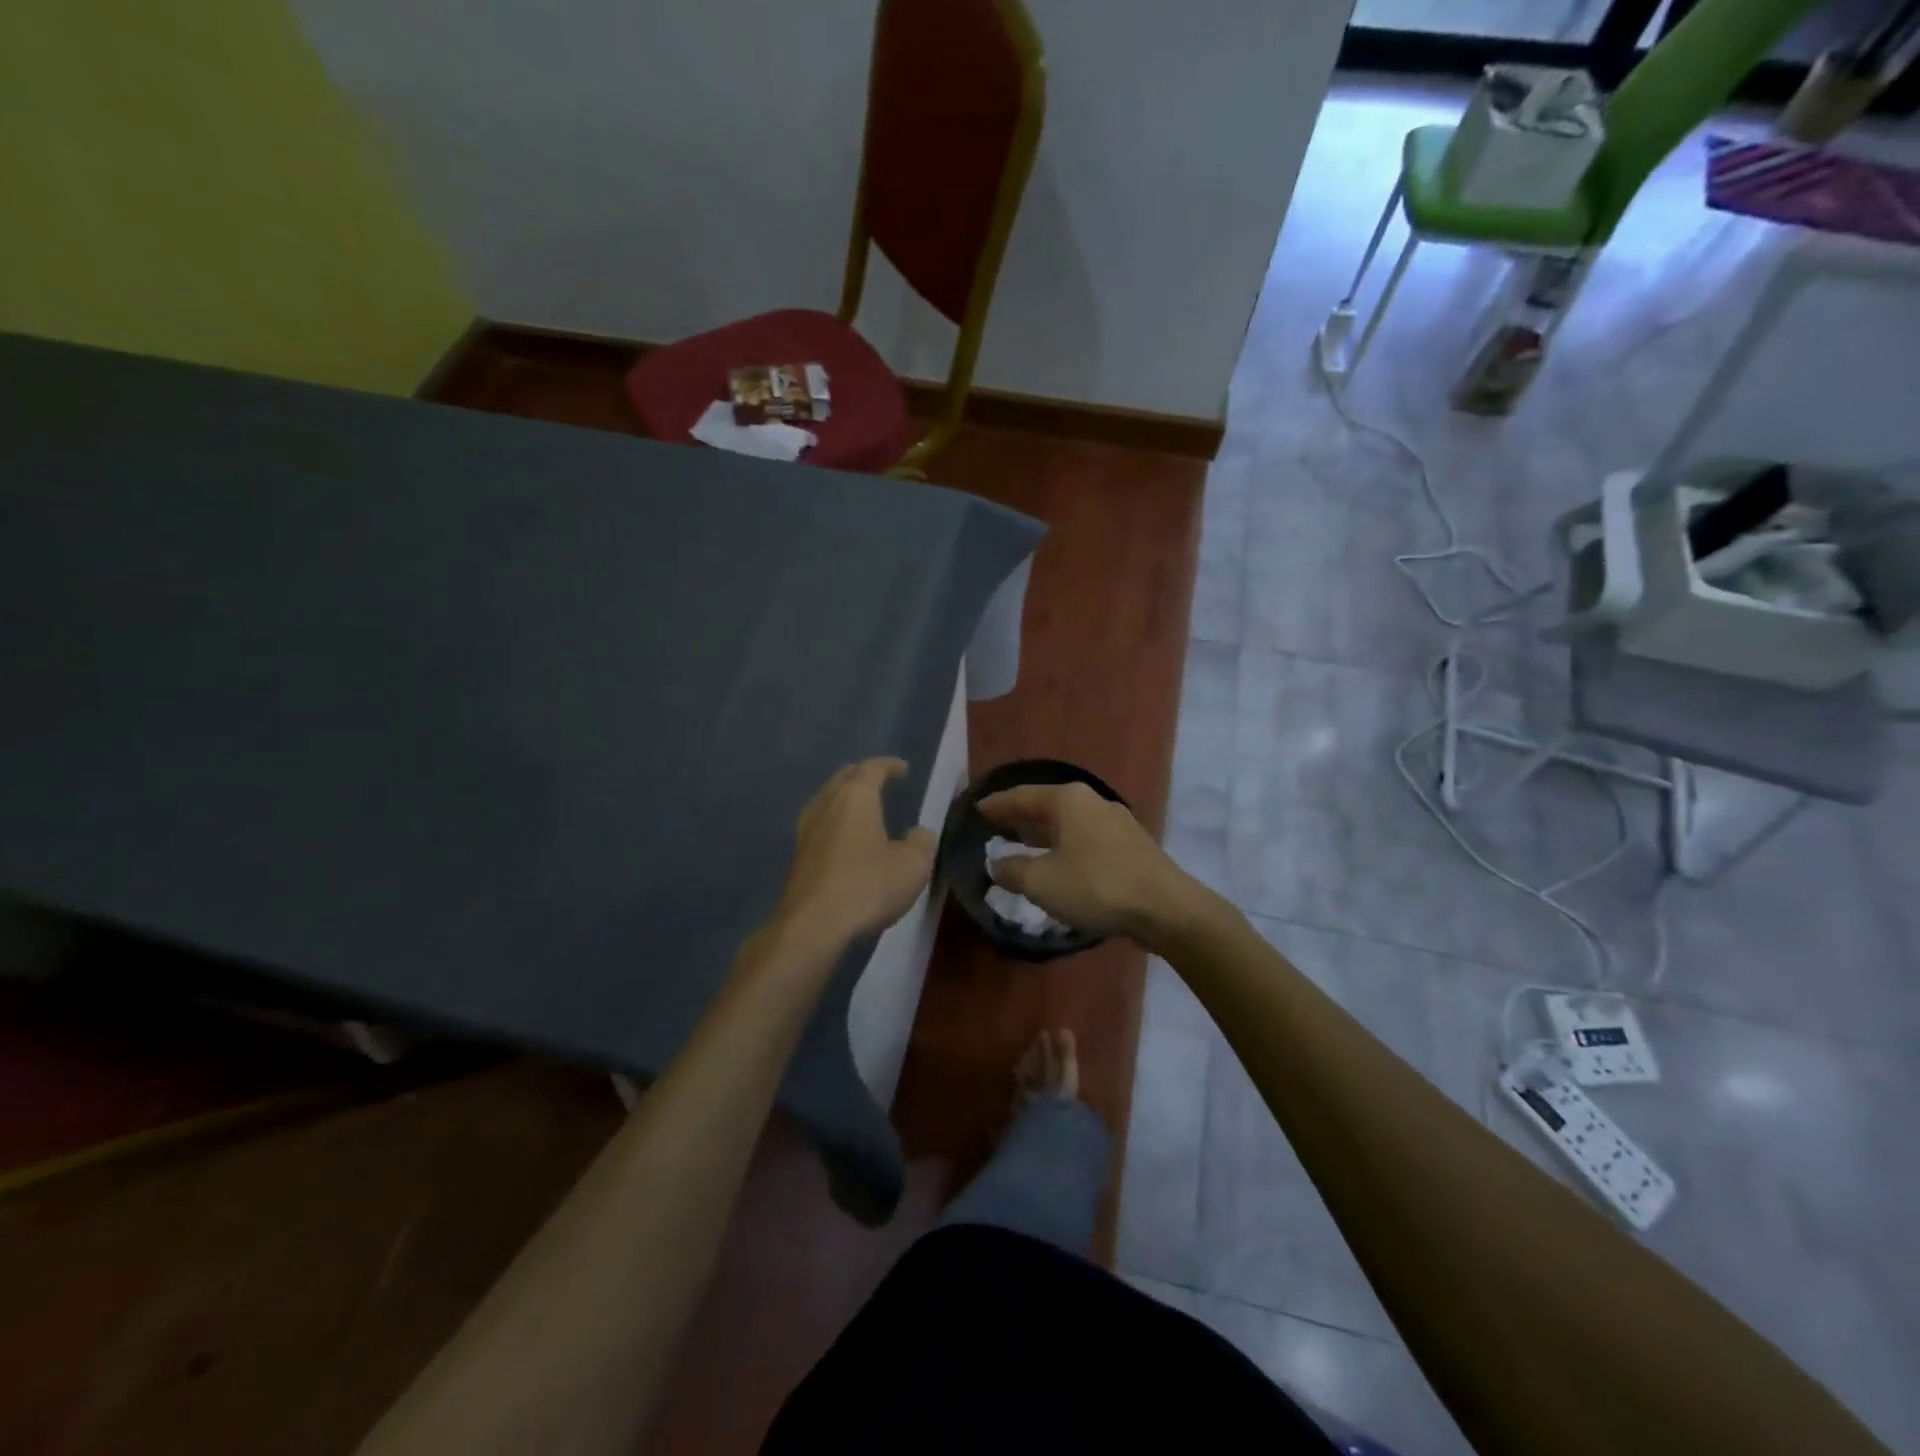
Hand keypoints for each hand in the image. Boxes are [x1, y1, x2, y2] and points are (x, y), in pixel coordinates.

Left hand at [769, 758, 935, 951]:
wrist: (813, 925)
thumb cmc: (868, 886)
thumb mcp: (912, 866)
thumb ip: (921, 843)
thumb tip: (917, 833)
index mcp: (855, 797)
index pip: (872, 769)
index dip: (889, 766)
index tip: (902, 768)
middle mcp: (826, 805)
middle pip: (843, 779)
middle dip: (861, 776)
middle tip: (878, 781)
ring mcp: (806, 831)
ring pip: (826, 801)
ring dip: (843, 799)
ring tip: (860, 808)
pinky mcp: (797, 857)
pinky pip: (818, 826)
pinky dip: (834, 824)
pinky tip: (843, 840)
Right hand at [978, 782, 1205, 945]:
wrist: (1166, 908)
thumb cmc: (1096, 886)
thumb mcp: (1041, 882)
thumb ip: (1012, 871)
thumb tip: (997, 865)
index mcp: (1068, 800)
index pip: (1022, 796)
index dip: (997, 805)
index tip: (977, 809)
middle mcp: (1093, 802)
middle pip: (1047, 807)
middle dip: (1020, 818)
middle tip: (995, 827)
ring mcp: (1116, 823)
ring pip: (1069, 825)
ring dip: (1044, 836)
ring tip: (1022, 847)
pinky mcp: (1131, 846)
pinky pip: (1086, 841)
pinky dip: (1065, 848)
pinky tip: (1059, 866)